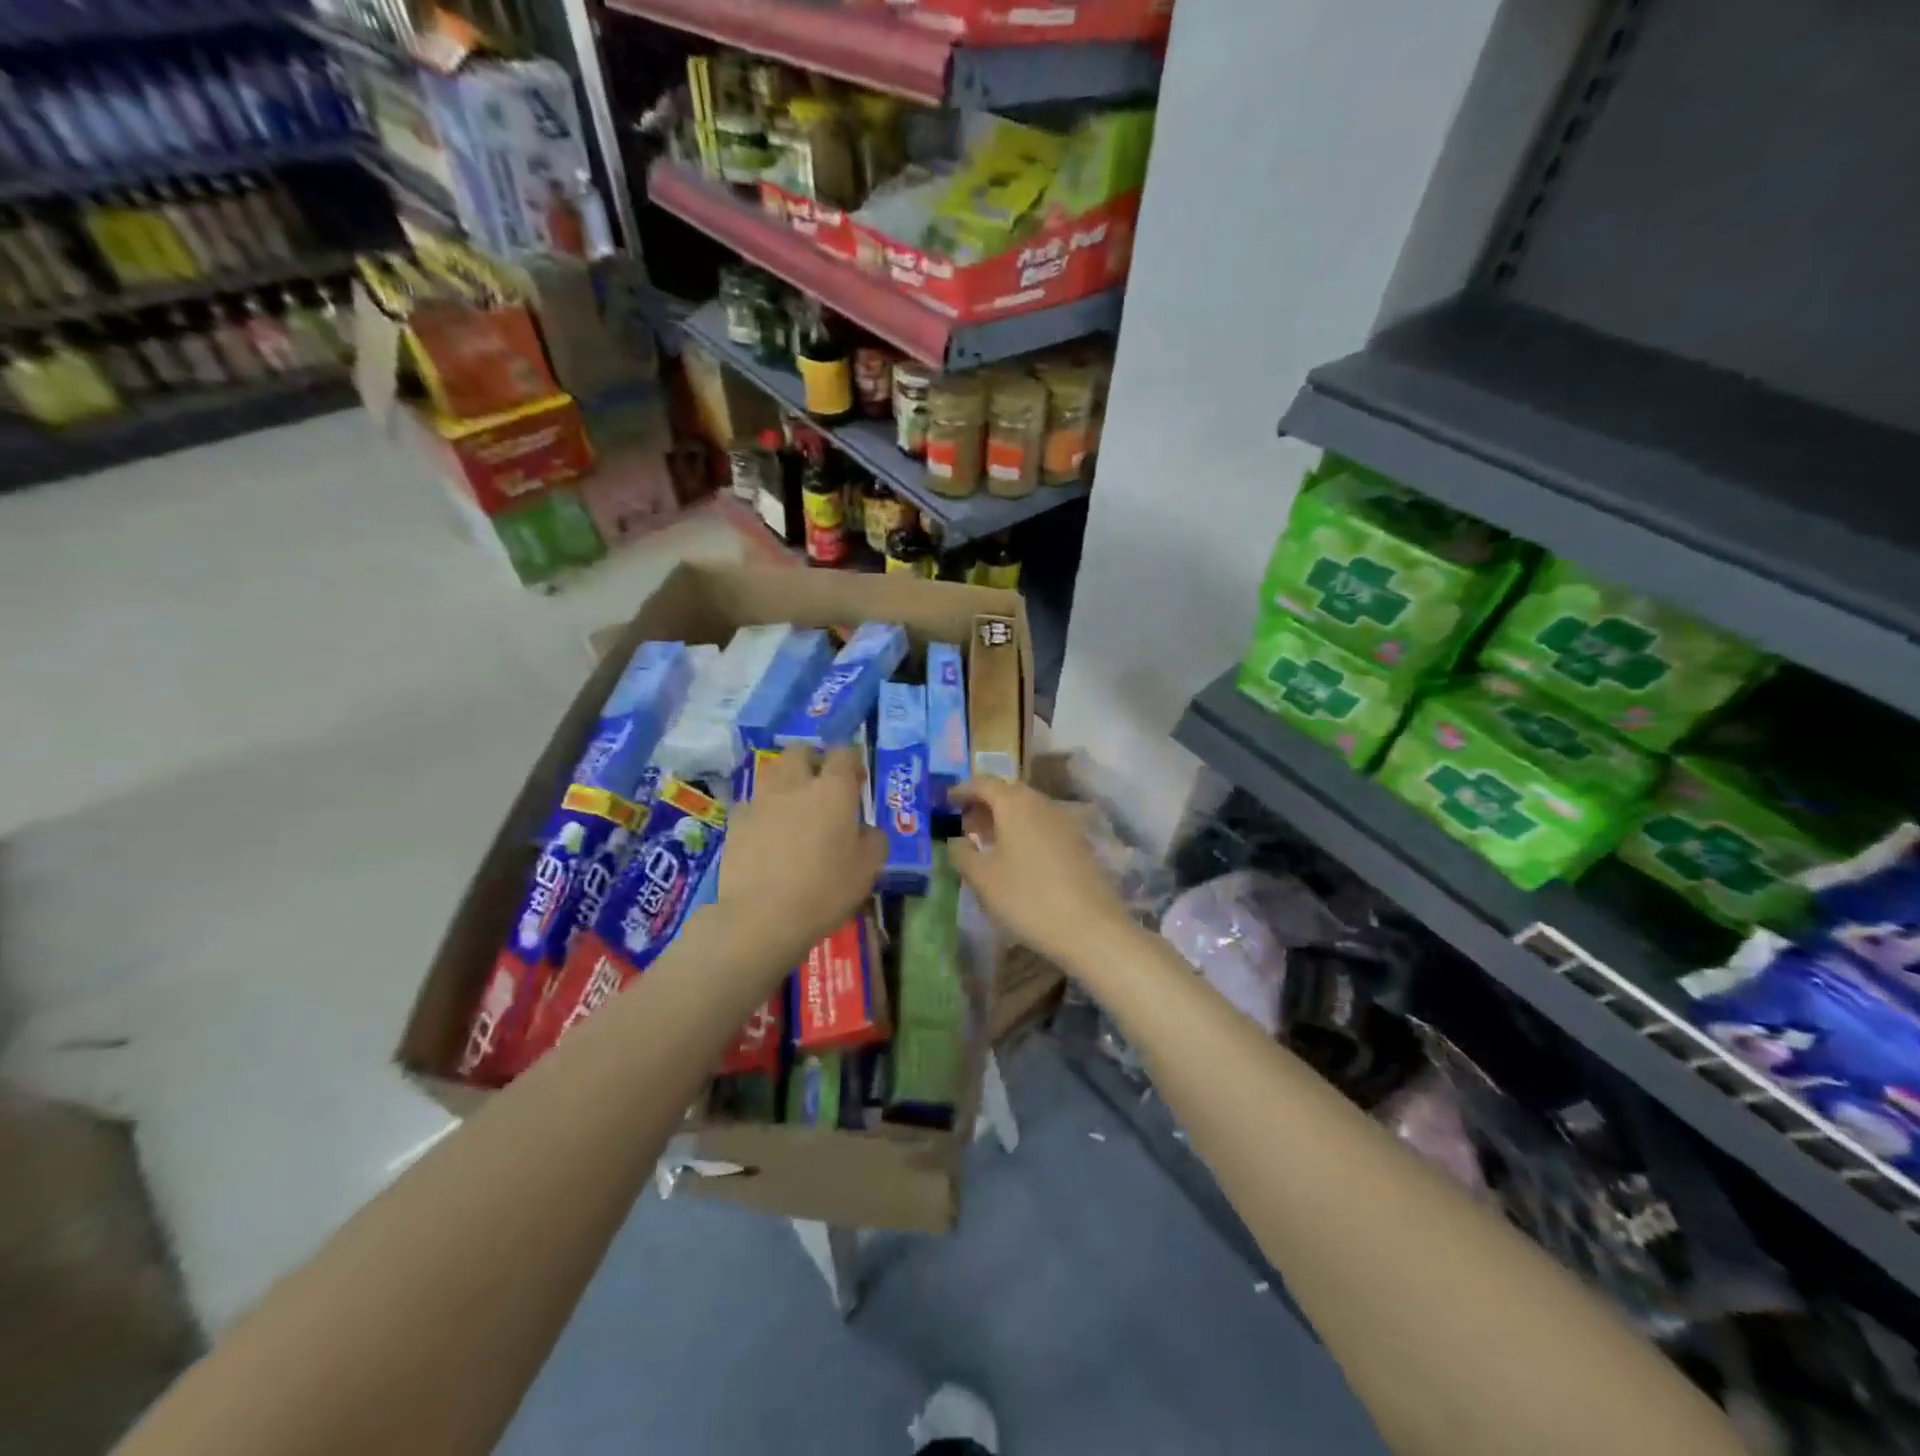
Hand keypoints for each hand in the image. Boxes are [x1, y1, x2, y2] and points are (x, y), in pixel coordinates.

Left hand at [715, 747, 885, 968]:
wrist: (762, 917)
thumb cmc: (825, 890)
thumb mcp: (868, 869)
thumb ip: (873, 839)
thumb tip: (865, 829)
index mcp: (833, 790)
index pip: (843, 753)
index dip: (852, 761)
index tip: (857, 780)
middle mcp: (795, 784)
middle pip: (801, 751)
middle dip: (814, 760)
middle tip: (823, 785)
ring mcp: (761, 800)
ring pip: (773, 771)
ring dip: (787, 779)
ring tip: (795, 805)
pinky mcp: (736, 821)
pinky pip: (752, 802)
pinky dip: (763, 808)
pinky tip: (768, 830)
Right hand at [947, 777, 1133, 971]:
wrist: (1090, 927)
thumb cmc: (1026, 897)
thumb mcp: (982, 878)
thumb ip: (962, 853)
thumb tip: (956, 840)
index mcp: (1014, 803)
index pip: (983, 783)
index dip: (962, 790)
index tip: (946, 801)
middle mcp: (1041, 803)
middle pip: (1008, 793)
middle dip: (984, 804)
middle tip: (965, 824)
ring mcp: (1065, 822)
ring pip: (1028, 809)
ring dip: (1005, 819)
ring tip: (988, 842)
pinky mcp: (1079, 842)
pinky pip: (1043, 825)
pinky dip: (1024, 831)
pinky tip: (1017, 857)